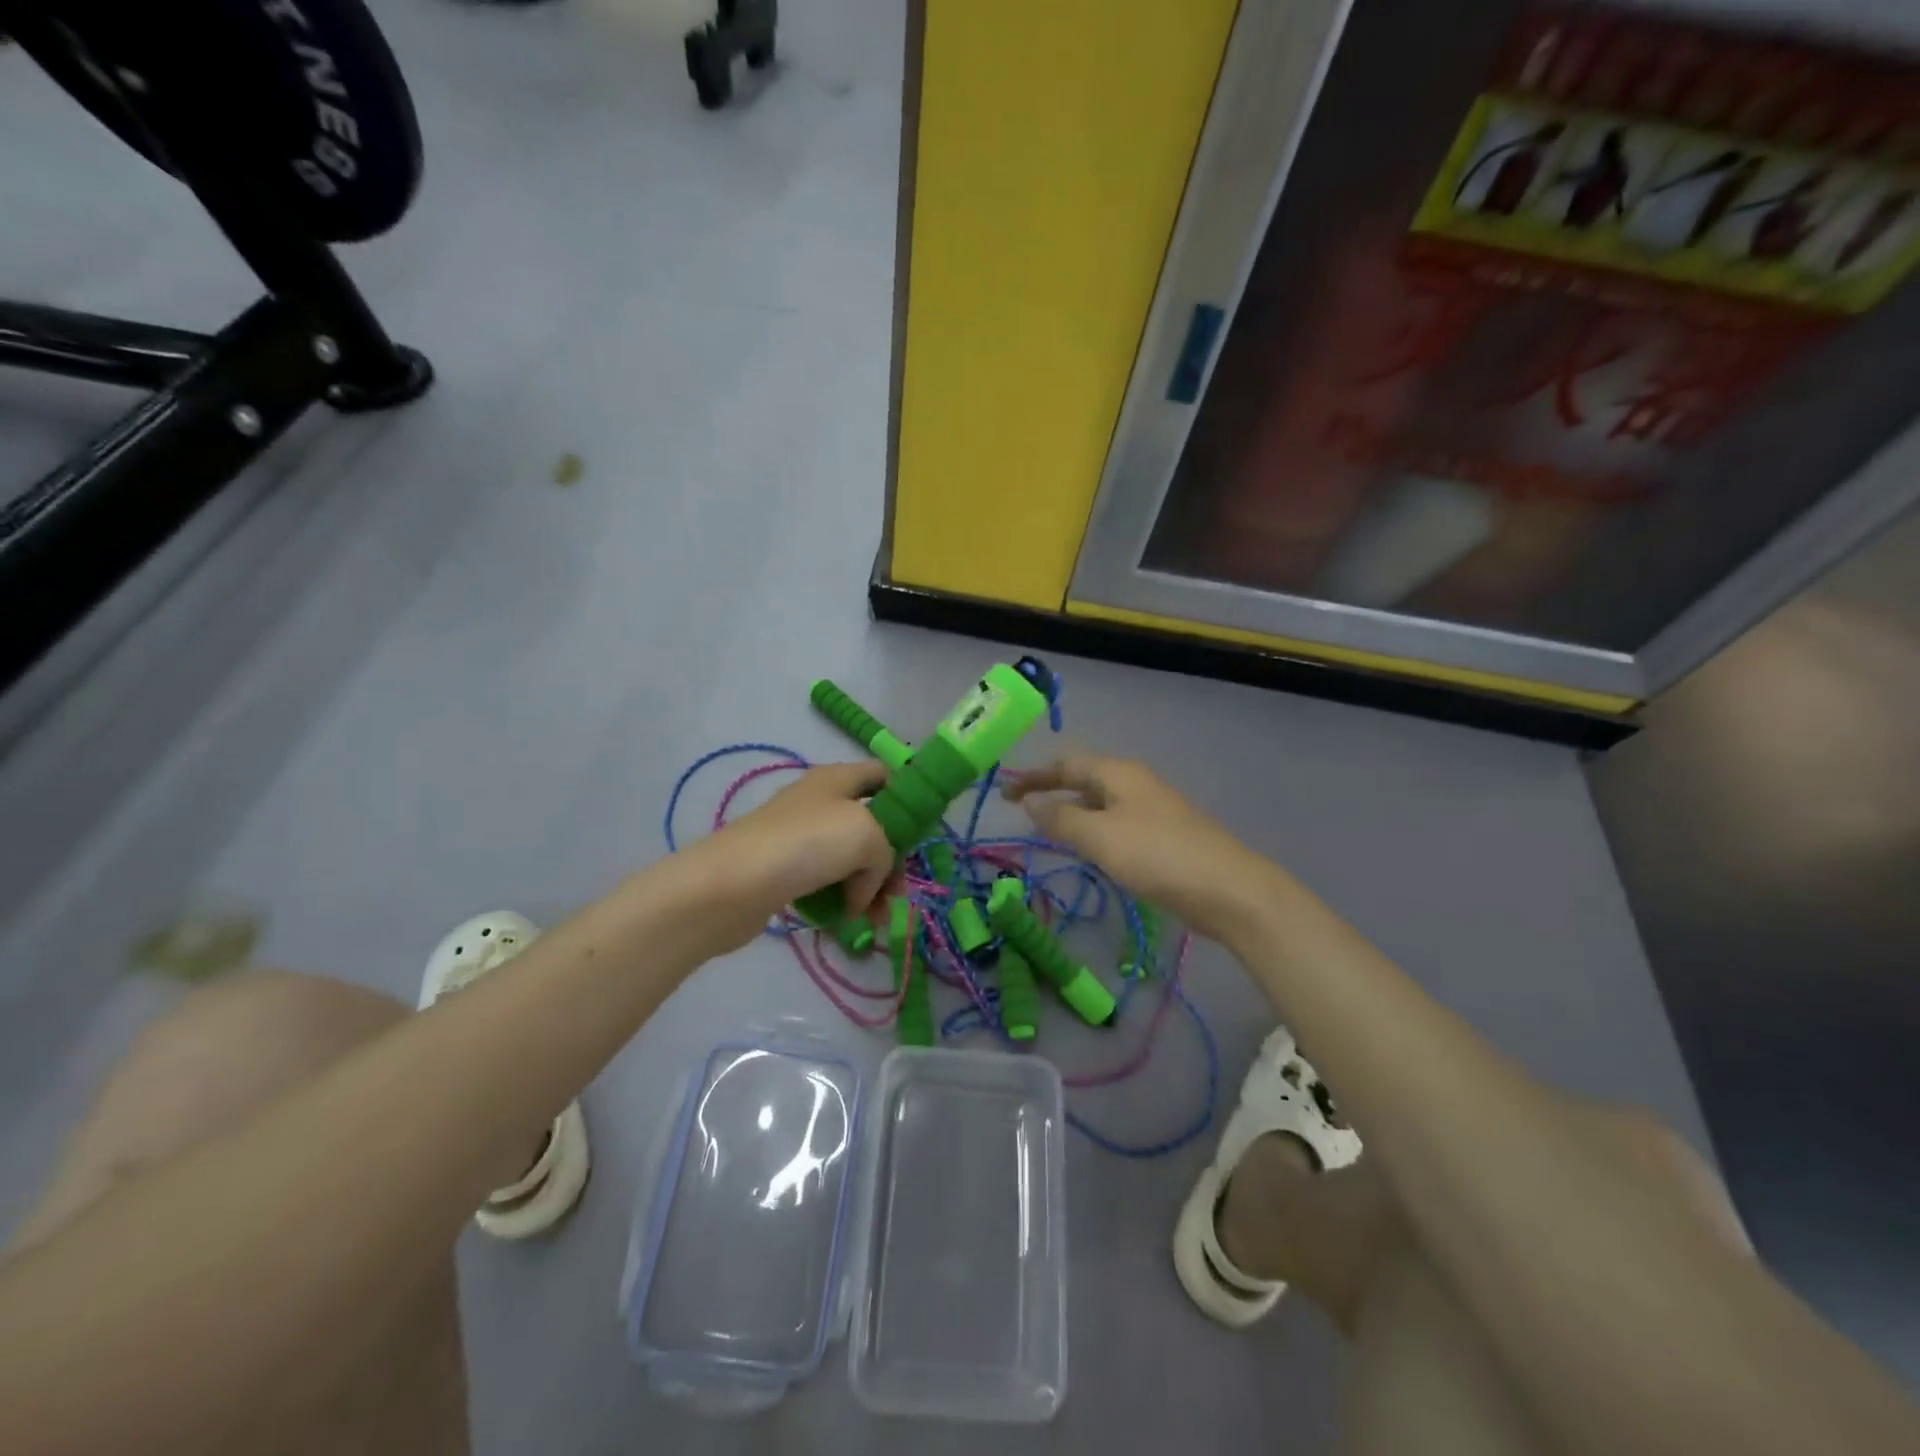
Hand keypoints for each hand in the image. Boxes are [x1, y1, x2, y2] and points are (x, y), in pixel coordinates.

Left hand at [668, 762, 895, 955]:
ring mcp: (800, 838)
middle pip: (872, 825)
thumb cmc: (806, 845)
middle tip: (897, 894)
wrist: (730, 885)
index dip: (908, 798)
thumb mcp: (867, 835)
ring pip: (851, 860)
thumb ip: (886, 854)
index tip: (922, 834)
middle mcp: (820, 803)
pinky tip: (848, 922)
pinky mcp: (785, 871)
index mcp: (839, 779)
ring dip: (869, 888)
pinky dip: (841, 900)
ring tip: (874, 920)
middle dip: (890, 860)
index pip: (884, 775)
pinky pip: (826, 883)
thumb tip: (864, 887)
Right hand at [1006, 756, 1268, 940]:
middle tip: (1022, 812)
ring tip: (1048, 831)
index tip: (1005, 794)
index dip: (1034, 777)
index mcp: (1119, 774)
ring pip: (1101, 803)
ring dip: (1073, 812)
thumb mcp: (1100, 836)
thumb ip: (1061, 818)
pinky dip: (1094, 830)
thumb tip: (1030, 802)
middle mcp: (1135, 783)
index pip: (1066, 765)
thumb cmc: (1158, 856)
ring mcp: (1153, 809)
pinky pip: (1117, 824)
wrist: (1229, 890)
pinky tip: (1090, 851)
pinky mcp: (1164, 836)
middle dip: (1052, 791)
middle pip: (1085, 779)